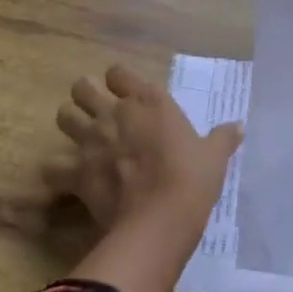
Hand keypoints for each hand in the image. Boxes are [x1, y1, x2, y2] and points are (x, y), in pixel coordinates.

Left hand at [44, 65, 238, 240]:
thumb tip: (239, 126)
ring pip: (62, 116)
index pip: (118, 72)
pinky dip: (56, 173)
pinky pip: (52, 167)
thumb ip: (223, 138)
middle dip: (86, 96)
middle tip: (98, 114)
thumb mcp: (214, 157)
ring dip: (70, 125)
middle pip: (82, 87)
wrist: (161, 219)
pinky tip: (66, 179)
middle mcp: (115, 112)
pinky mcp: (77, 171)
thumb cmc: (192, 179)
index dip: (118, 81)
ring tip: (81, 140)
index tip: (127, 95)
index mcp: (148, 101)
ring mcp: (92, 140)